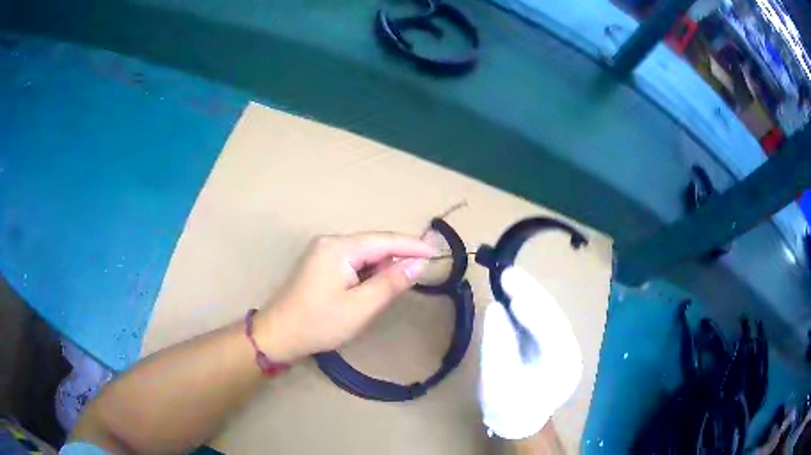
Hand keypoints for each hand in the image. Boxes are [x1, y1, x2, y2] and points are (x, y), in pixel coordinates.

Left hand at [257, 233, 434, 361]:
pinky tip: (377, 284)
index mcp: (339, 248)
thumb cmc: (319, 323)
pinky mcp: (320, 263)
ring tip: (402, 281)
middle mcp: (330, 242)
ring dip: (383, 266)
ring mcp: (322, 251)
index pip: (384, 241)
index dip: (412, 246)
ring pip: (364, 253)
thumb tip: (419, 263)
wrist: (278, 335)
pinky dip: (369, 271)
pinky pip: (352, 261)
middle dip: (399, 256)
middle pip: (374, 244)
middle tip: (424, 269)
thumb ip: (391, 282)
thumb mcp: (360, 307)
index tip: (437, 252)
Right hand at [479, 266, 582, 439]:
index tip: (513, 293)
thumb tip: (494, 308)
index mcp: (563, 368)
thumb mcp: (497, 384)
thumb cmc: (508, 409)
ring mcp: (564, 345)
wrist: (520, 421)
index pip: (553, 333)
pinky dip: (527, 304)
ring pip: (549, 314)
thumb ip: (497, 346)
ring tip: (508, 277)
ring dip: (529, 294)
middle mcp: (570, 351)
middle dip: (531, 294)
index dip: (534, 311)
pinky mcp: (553, 341)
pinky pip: (542, 318)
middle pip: (553, 316)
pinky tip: (513, 292)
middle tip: (507, 273)